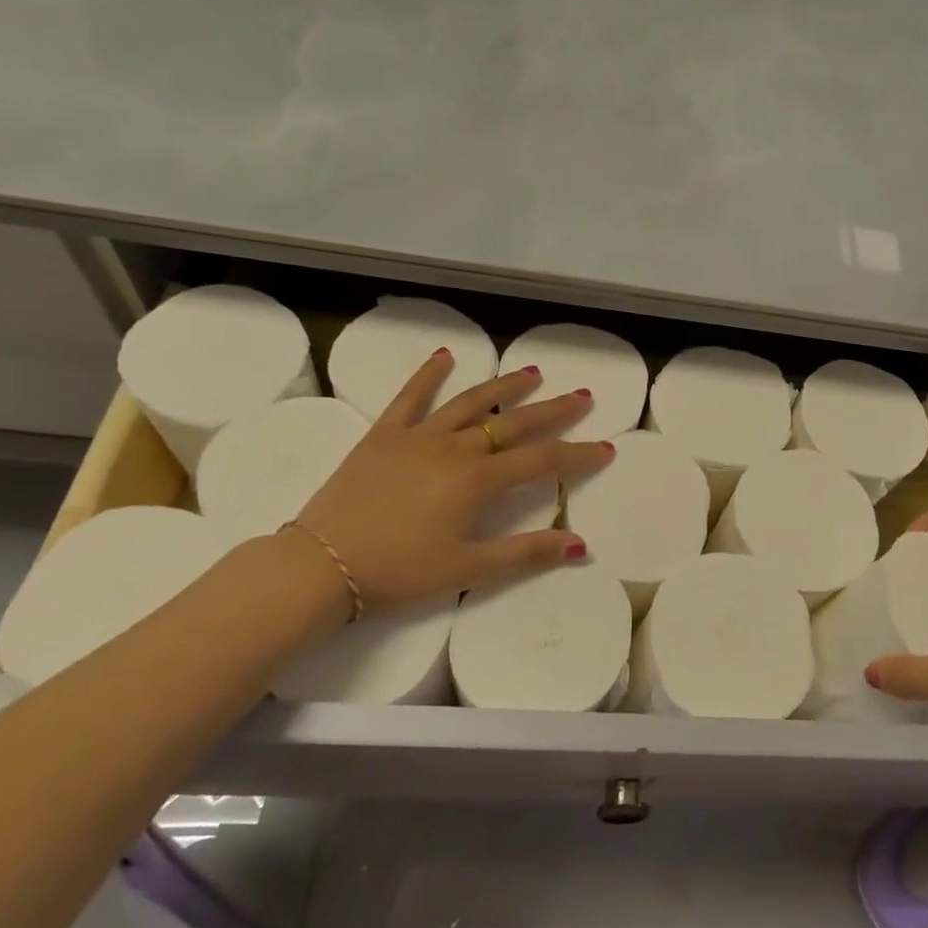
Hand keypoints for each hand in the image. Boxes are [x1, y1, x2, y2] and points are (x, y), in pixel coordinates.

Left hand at [290, 351, 613, 611]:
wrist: (322, 564)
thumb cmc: (400, 571)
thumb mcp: (468, 569)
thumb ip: (526, 553)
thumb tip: (580, 545)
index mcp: (478, 481)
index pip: (543, 462)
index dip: (578, 455)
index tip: (606, 448)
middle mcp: (455, 448)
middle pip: (514, 423)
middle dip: (552, 411)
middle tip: (581, 397)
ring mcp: (418, 436)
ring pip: (471, 402)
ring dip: (504, 386)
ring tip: (532, 372)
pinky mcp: (384, 434)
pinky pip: (410, 397)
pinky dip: (428, 374)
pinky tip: (445, 356)